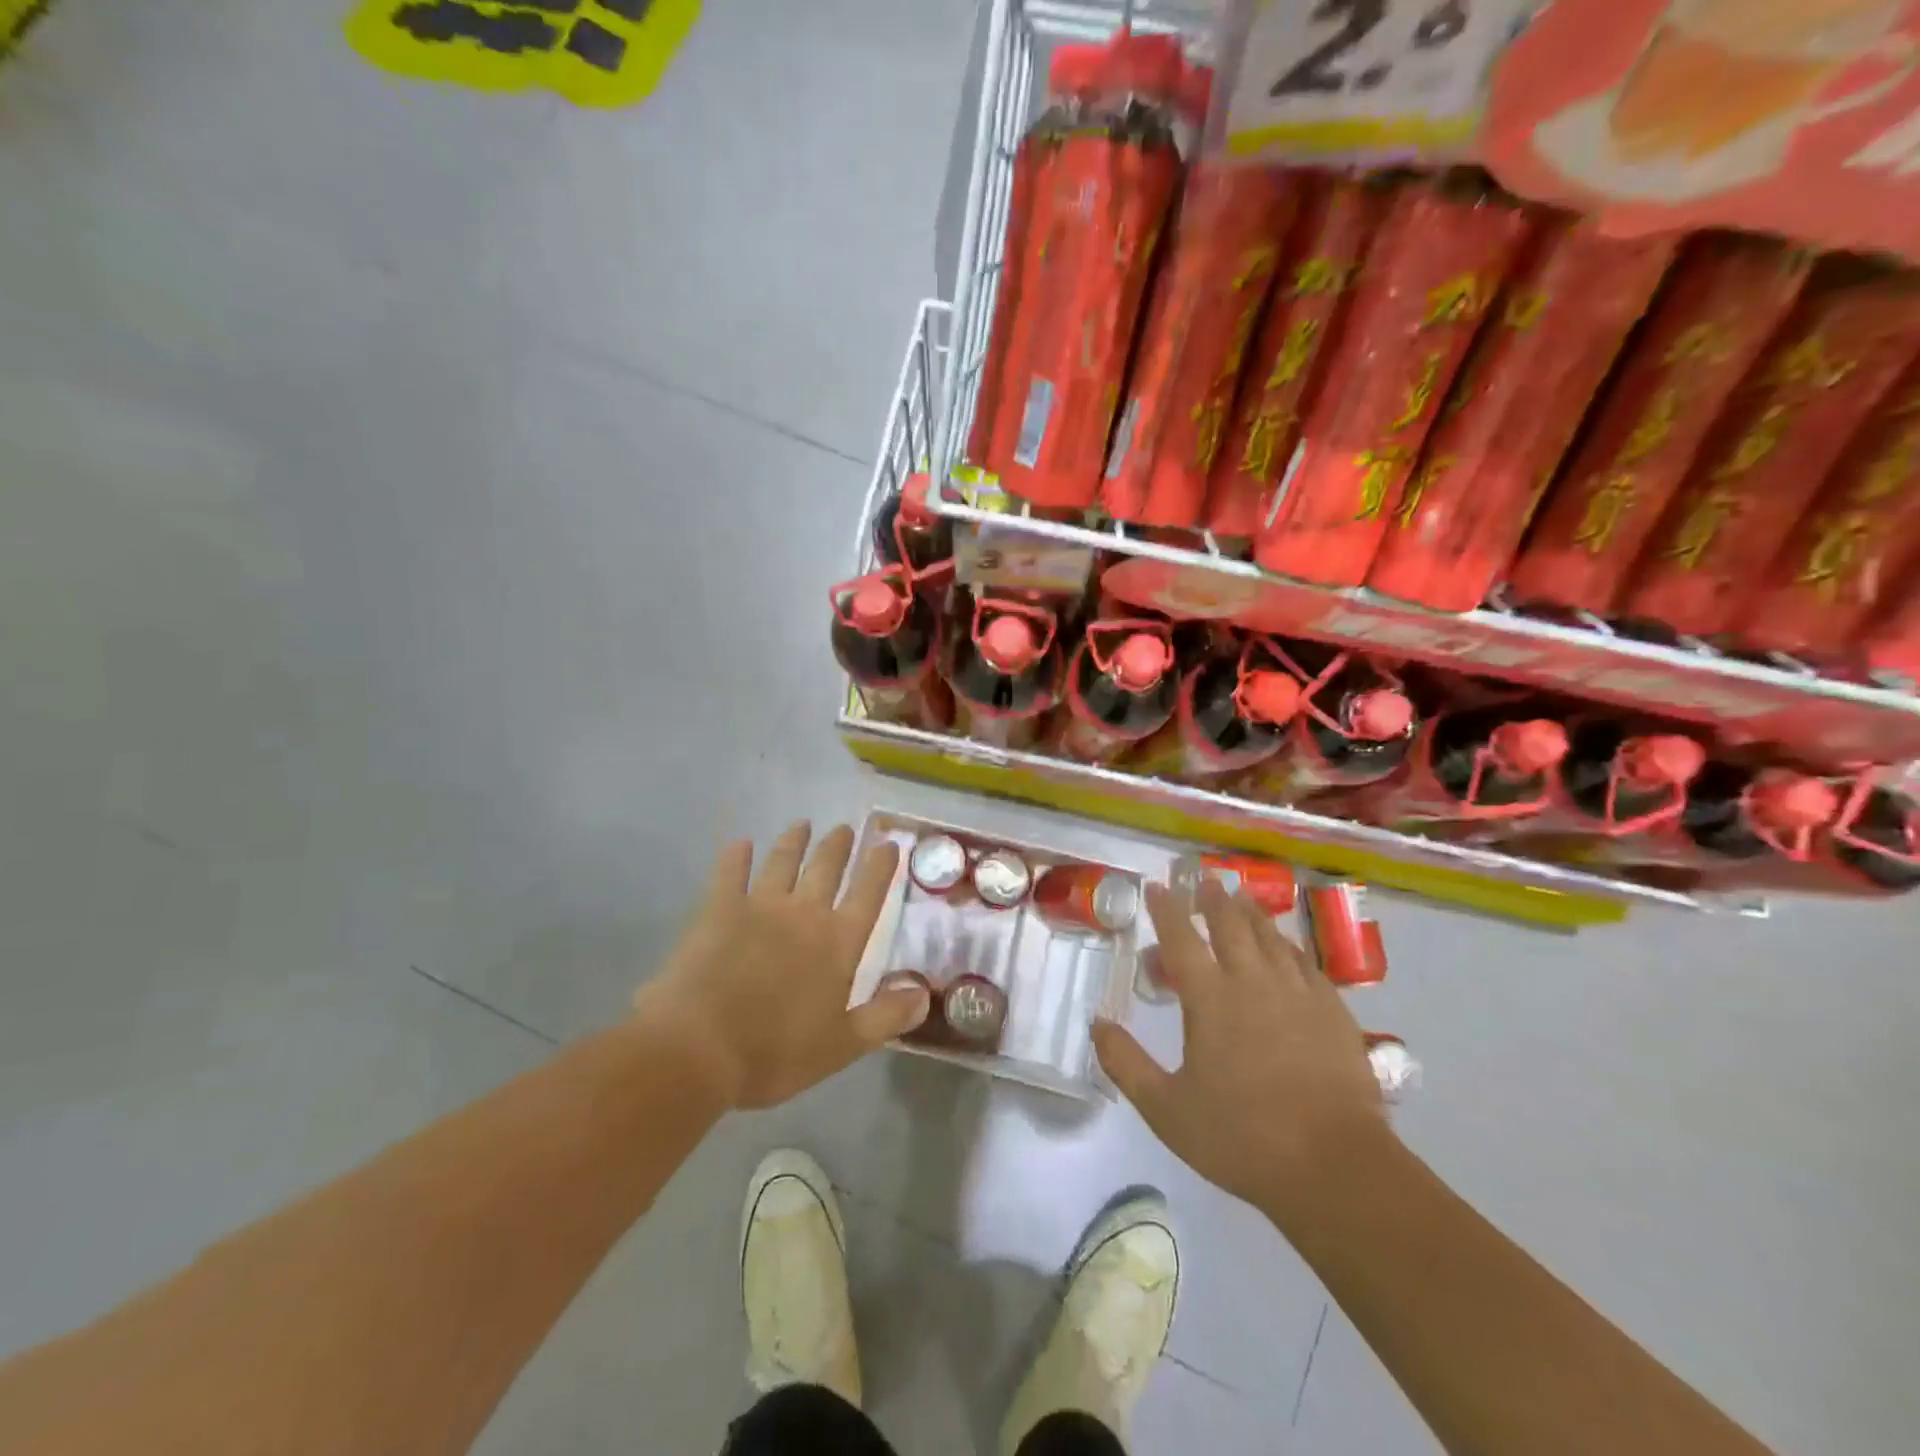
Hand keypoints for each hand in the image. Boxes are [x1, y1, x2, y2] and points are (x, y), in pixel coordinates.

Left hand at [633, 822, 929, 1109]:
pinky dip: (736, 857)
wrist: (699, 1048)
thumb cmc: (774, 1053)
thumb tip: (926, 992)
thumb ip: (886, 1017)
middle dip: (838, 846)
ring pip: (783, 862)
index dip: (880, 868)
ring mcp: (760, 906)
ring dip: (794, 841)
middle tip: (844, 828)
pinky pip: (730, 873)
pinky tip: (740, 844)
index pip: (868, 895)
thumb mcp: (842, 1046)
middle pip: (827, 869)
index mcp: (838, 944)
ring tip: (802, 824)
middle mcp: (805, 914)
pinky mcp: (719, 909)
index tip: (888, 845)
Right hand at [1092, 881, 1389, 1222]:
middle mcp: (1252, 982)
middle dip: (1213, 898)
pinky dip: (1289, 945)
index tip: (1156, 886)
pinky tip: (1287, 946)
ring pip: (1270, 937)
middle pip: (1230, 924)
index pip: (1181, 938)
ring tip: (1241, 896)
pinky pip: (1306, 962)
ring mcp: (1297, 992)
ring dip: (1251, 912)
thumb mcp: (1166, 1109)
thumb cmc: (1242, 1136)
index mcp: (1210, 999)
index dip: (1166, 908)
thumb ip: (1126, 1063)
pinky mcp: (1332, 1011)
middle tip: (1204, 878)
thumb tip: (1097, 1023)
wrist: (1335, 1167)